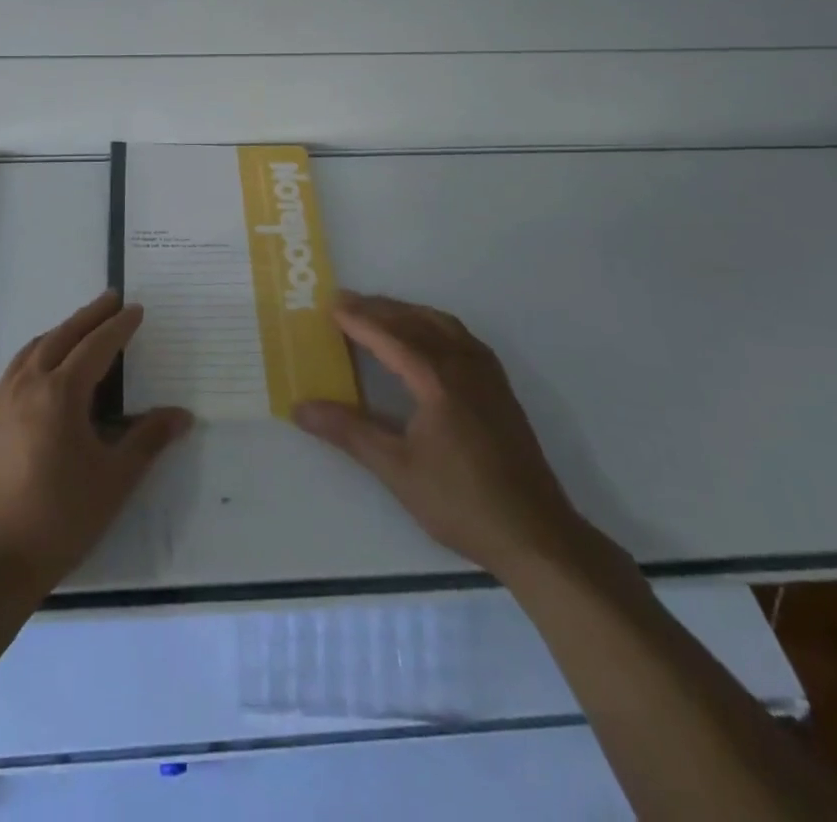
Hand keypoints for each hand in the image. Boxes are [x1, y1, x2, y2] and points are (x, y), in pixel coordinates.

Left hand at [0, 291, 192, 603]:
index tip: (136, 309)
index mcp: (59, 393)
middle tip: (111, 298)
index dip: (119, 326)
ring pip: (34, 348)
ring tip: (81, 327)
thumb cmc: (58, 520)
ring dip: (61, 331)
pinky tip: (45, 368)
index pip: (96, 346)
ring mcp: (0, 401)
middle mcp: (26, 385)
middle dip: (89, 315)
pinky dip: (38, 352)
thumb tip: (182, 415)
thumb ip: (148, 440)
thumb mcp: (113, 481)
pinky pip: (17, 368)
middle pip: (62, 336)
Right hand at [293, 293, 587, 580]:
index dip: (359, 320)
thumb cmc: (460, 502)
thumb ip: (348, 431)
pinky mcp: (500, 389)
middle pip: (416, 322)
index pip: (390, 337)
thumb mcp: (396, 469)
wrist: (536, 535)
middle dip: (379, 308)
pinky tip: (426, 338)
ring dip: (407, 312)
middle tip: (345, 301)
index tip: (330, 305)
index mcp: (437, 380)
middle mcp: (464, 365)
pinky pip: (461, 337)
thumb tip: (300, 408)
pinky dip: (434, 324)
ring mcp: (487, 375)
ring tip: (379, 312)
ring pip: (442, 324)